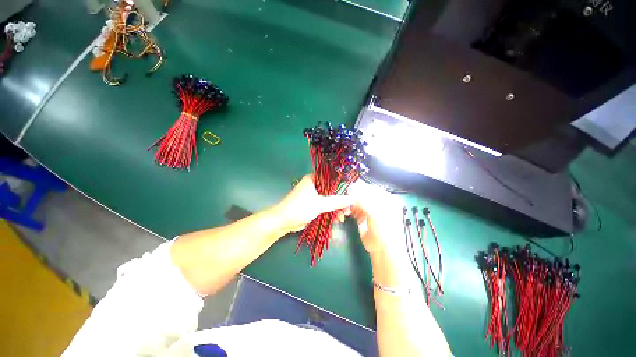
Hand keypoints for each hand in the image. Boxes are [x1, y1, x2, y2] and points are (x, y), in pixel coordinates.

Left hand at [273, 175, 353, 232]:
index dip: (342, 186)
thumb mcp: (319, 204)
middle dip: (340, 201)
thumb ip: (336, 201)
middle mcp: (314, 186)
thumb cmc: (300, 208)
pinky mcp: (312, 206)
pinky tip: (337, 220)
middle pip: (332, 191)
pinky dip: (330, 213)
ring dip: (336, 209)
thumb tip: (352, 199)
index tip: (351, 194)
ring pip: (329, 200)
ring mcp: (313, 196)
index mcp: (313, 179)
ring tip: (342, 218)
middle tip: (348, 210)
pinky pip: (325, 207)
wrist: (283, 221)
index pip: (332, 178)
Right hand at [348, 182, 404, 259]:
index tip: (349, 188)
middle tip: (345, 199)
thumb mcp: (374, 213)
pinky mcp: (363, 218)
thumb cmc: (384, 230)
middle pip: (363, 195)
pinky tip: (345, 213)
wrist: (383, 251)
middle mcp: (378, 203)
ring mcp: (370, 211)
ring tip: (345, 209)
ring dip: (350, 204)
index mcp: (386, 200)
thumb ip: (362, 199)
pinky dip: (349, 210)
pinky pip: (354, 210)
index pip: (372, 189)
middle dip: (353, 197)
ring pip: (357, 202)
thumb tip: (351, 188)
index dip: (361, 188)